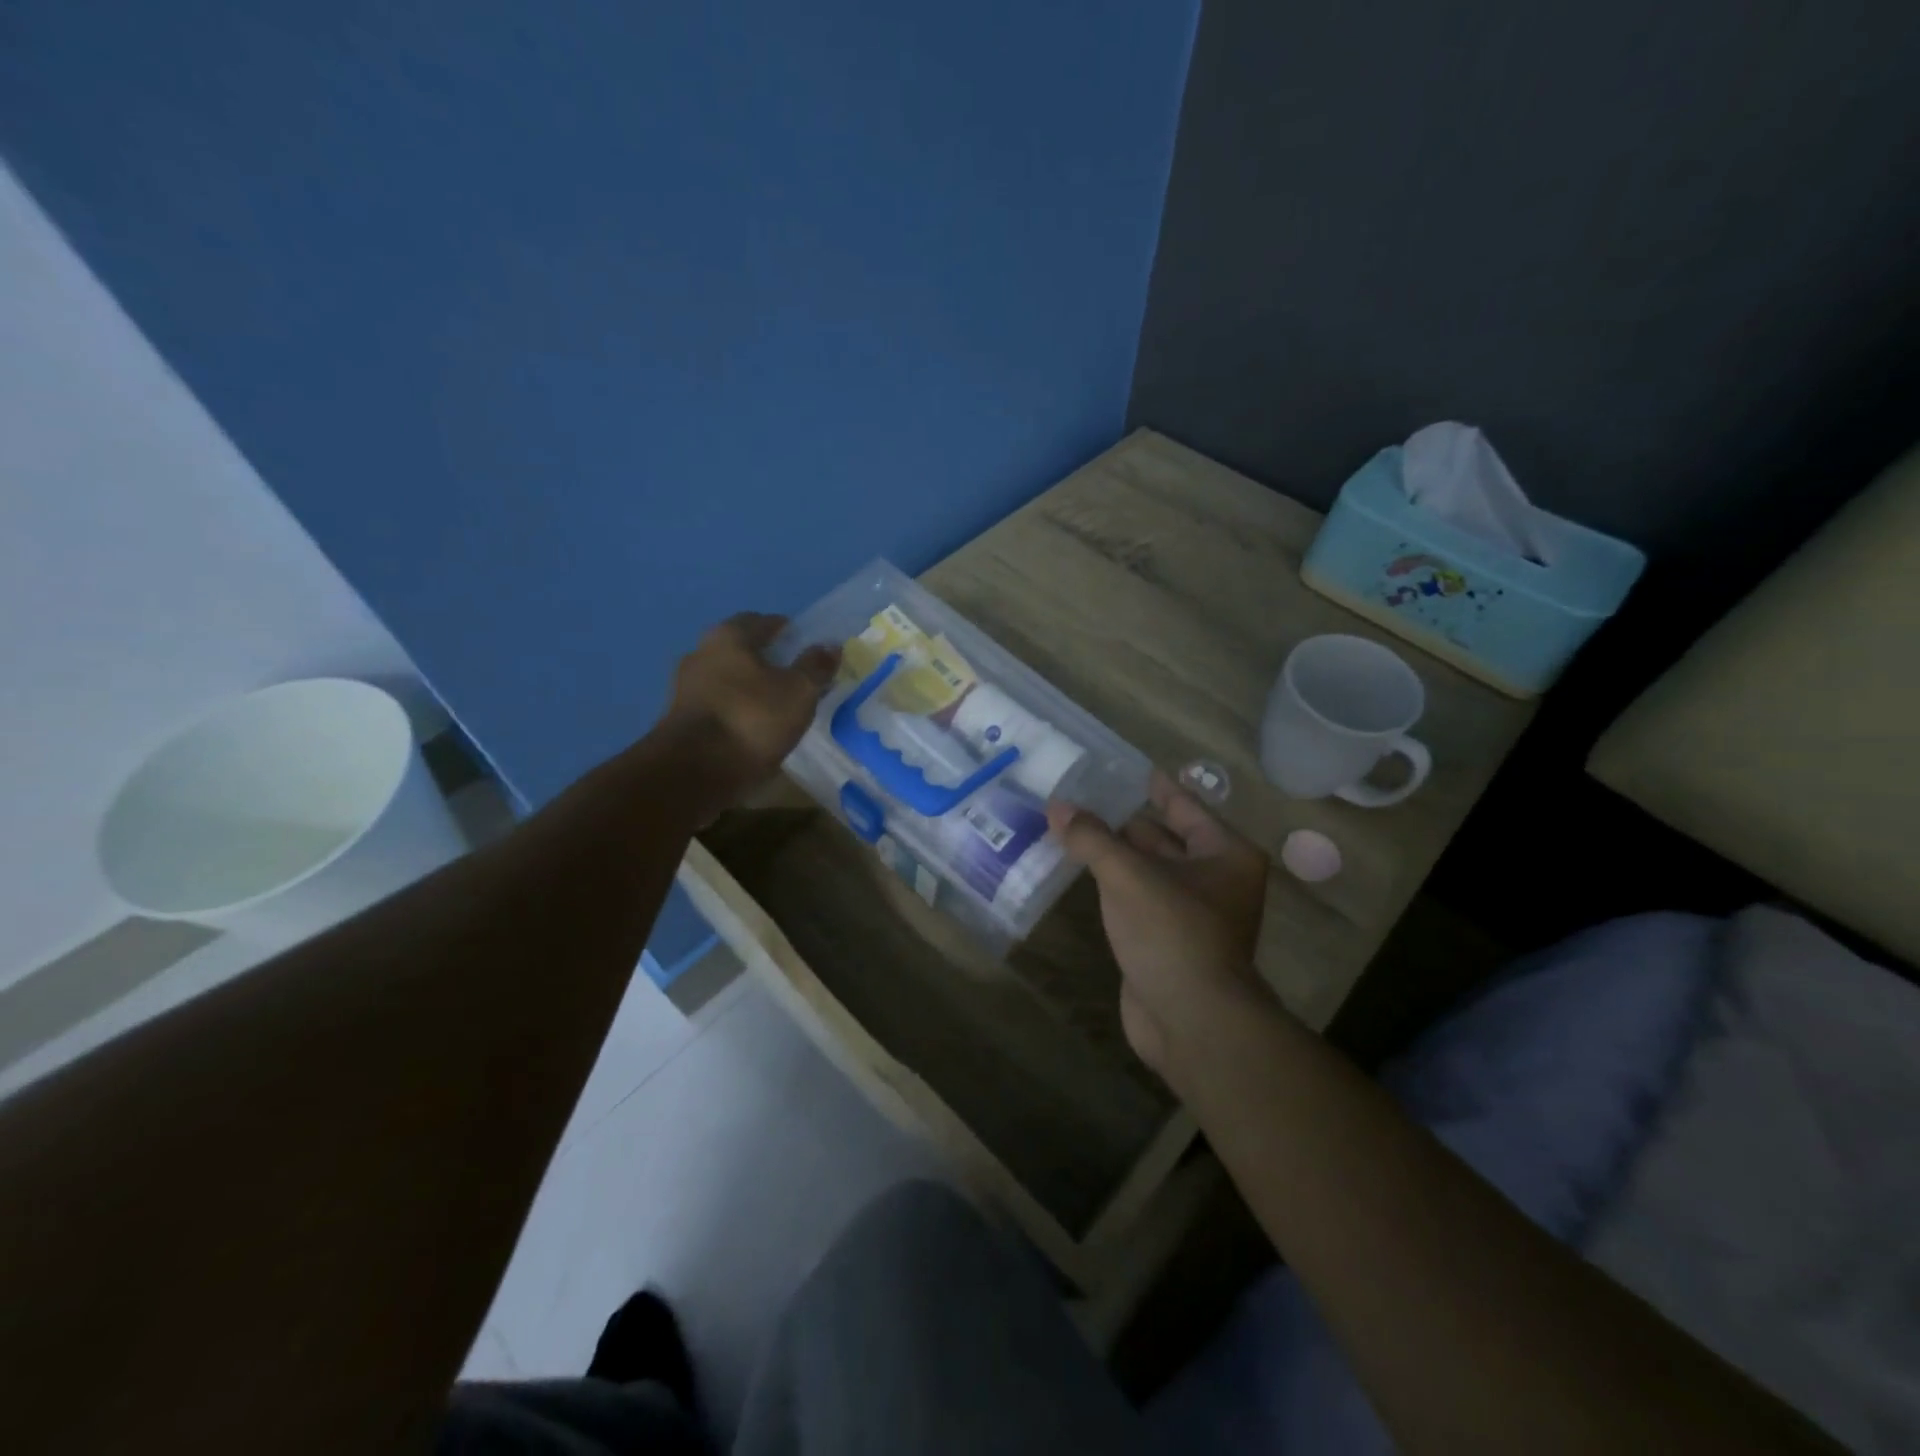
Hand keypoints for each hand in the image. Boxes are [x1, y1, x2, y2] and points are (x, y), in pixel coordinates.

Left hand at [664, 613, 837, 812]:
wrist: (695, 771)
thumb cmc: (752, 719)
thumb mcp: (798, 692)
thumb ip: (815, 667)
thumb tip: (830, 646)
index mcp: (728, 637)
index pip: (761, 621)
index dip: (784, 629)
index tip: (803, 643)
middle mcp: (701, 653)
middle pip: (740, 649)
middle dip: (765, 658)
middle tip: (793, 674)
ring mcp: (686, 687)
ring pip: (727, 678)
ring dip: (749, 686)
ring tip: (776, 703)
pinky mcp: (681, 719)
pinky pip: (718, 705)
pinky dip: (736, 709)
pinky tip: (754, 725)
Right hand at [1047, 773, 1270, 1082]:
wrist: (1192, 1021)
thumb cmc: (1173, 933)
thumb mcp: (1128, 875)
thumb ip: (1091, 838)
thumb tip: (1056, 806)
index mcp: (1224, 854)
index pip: (1184, 805)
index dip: (1153, 786)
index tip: (1122, 768)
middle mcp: (1216, 879)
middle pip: (1165, 837)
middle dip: (1124, 820)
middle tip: (1081, 796)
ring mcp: (1192, 913)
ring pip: (1148, 870)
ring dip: (1114, 853)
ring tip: (1072, 826)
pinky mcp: (1167, 941)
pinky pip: (1137, 899)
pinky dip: (1112, 885)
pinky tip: (1081, 871)